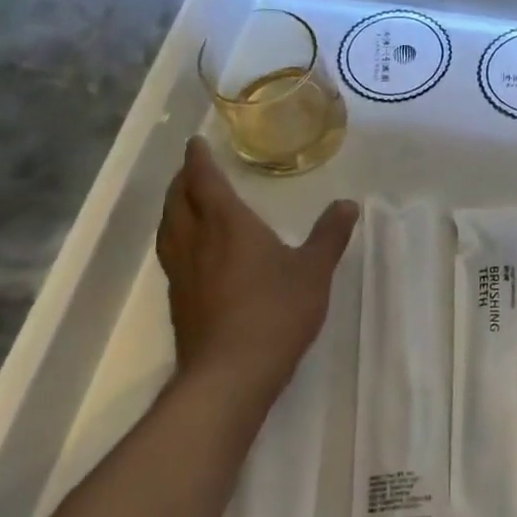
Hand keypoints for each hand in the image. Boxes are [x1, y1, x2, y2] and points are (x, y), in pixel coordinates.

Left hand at [154, 137, 358, 395]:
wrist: (230, 374)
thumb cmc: (276, 311)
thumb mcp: (314, 270)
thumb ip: (329, 235)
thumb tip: (347, 205)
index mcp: (227, 224)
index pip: (204, 181)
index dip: (198, 159)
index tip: (195, 142)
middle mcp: (197, 242)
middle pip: (178, 201)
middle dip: (183, 180)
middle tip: (193, 168)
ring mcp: (182, 273)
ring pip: (169, 228)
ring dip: (173, 207)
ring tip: (184, 201)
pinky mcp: (178, 300)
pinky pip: (171, 253)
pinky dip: (176, 237)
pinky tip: (191, 250)